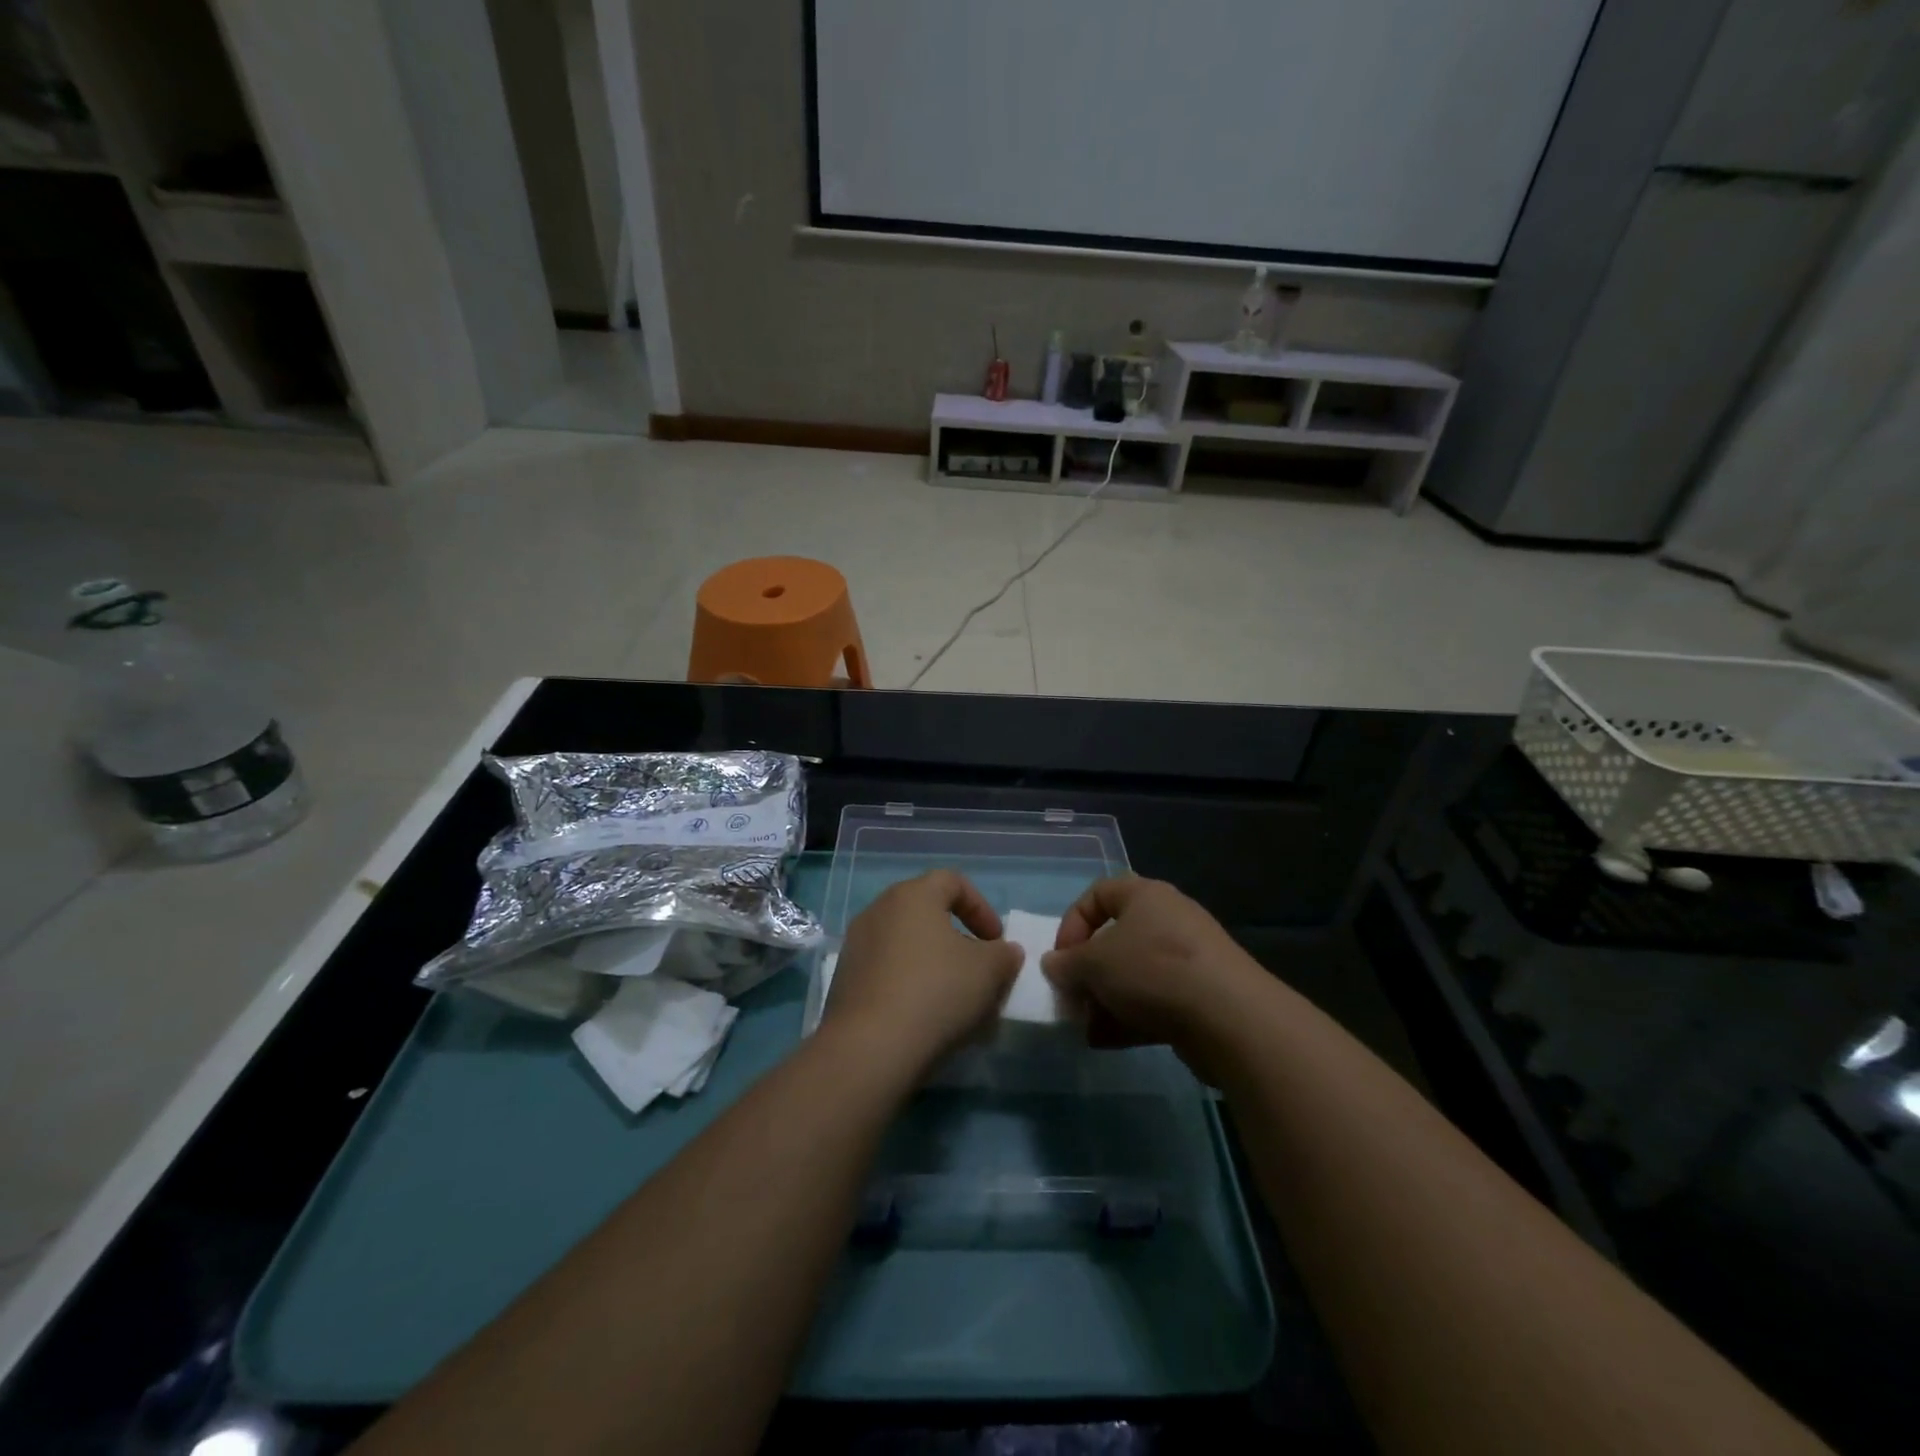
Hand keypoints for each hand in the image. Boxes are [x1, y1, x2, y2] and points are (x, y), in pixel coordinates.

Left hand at [823, 870, 1022, 1081]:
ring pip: (905, 944)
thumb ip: (1003, 955)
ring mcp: (856, 945)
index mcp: (912, 895)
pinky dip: (908, 983)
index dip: (981, 907)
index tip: (996, 941)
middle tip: (977, 968)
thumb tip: (1005, 951)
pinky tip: (923, 1016)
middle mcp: (879, 910)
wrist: (871, 1047)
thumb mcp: (989, 971)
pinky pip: (886, 971)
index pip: (952, 881)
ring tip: (953, 998)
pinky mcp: (844, 980)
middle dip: (957, 938)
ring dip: (932, 963)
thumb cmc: (937, 991)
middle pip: (926, 913)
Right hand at [1041, 877, 1261, 1071]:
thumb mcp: (1094, 964)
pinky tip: (1108, 1042)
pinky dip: (1130, 1018)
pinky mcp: (1202, 996)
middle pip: (1116, 939)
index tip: (1062, 959)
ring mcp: (1189, 959)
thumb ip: (1067, 964)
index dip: (1072, 924)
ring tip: (1087, 1027)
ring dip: (1106, 1000)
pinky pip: (1156, 1000)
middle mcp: (1169, 920)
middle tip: (1073, 998)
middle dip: (1089, 971)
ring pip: (1134, 974)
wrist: (1230, 1018)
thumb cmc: (1152, 971)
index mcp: (1145, 895)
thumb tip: (1052, 964)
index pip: (1097, 894)